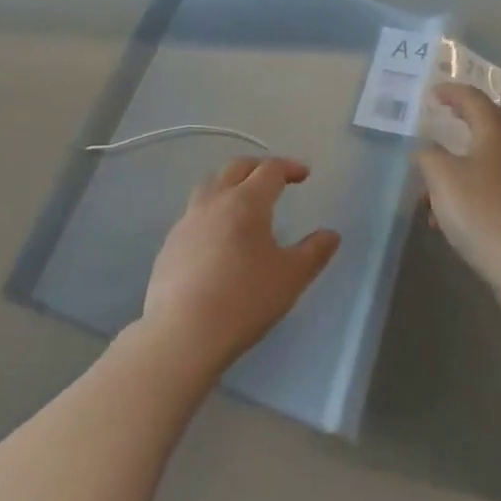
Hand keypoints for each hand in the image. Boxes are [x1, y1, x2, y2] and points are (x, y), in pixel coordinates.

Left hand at [142, 157, 339, 371]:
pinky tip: (218, 237)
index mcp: (246, 202)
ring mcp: (187, 220)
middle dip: (259, 167)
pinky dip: (212, 211)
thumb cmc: (244, 300)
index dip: (289, 167)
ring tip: (243, 201)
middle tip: (275, 179)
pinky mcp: (170, 243)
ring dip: (230, 183)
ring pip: (210, 185)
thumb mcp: (291, 278)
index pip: (270, 170)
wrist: (183, 332)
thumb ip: (314, 252)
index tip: (303, 175)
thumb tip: (331, 235)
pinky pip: (194, 213)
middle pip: (236, 167)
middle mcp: (214, 201)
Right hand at [416, 84, 500, 289]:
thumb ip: (428, 156)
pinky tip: (446, 220)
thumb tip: (426, 149)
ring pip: (483, 161)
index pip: (474, 100)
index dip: (452, 92)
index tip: (432, 94)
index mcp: (494, 136)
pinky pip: (487, 188)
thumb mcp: (442, 178)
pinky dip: (465, 192)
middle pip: (487, 126)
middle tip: (439, 122)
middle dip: (461, 121)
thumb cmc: (483, 213)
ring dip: (456, 166)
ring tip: (428, 190)